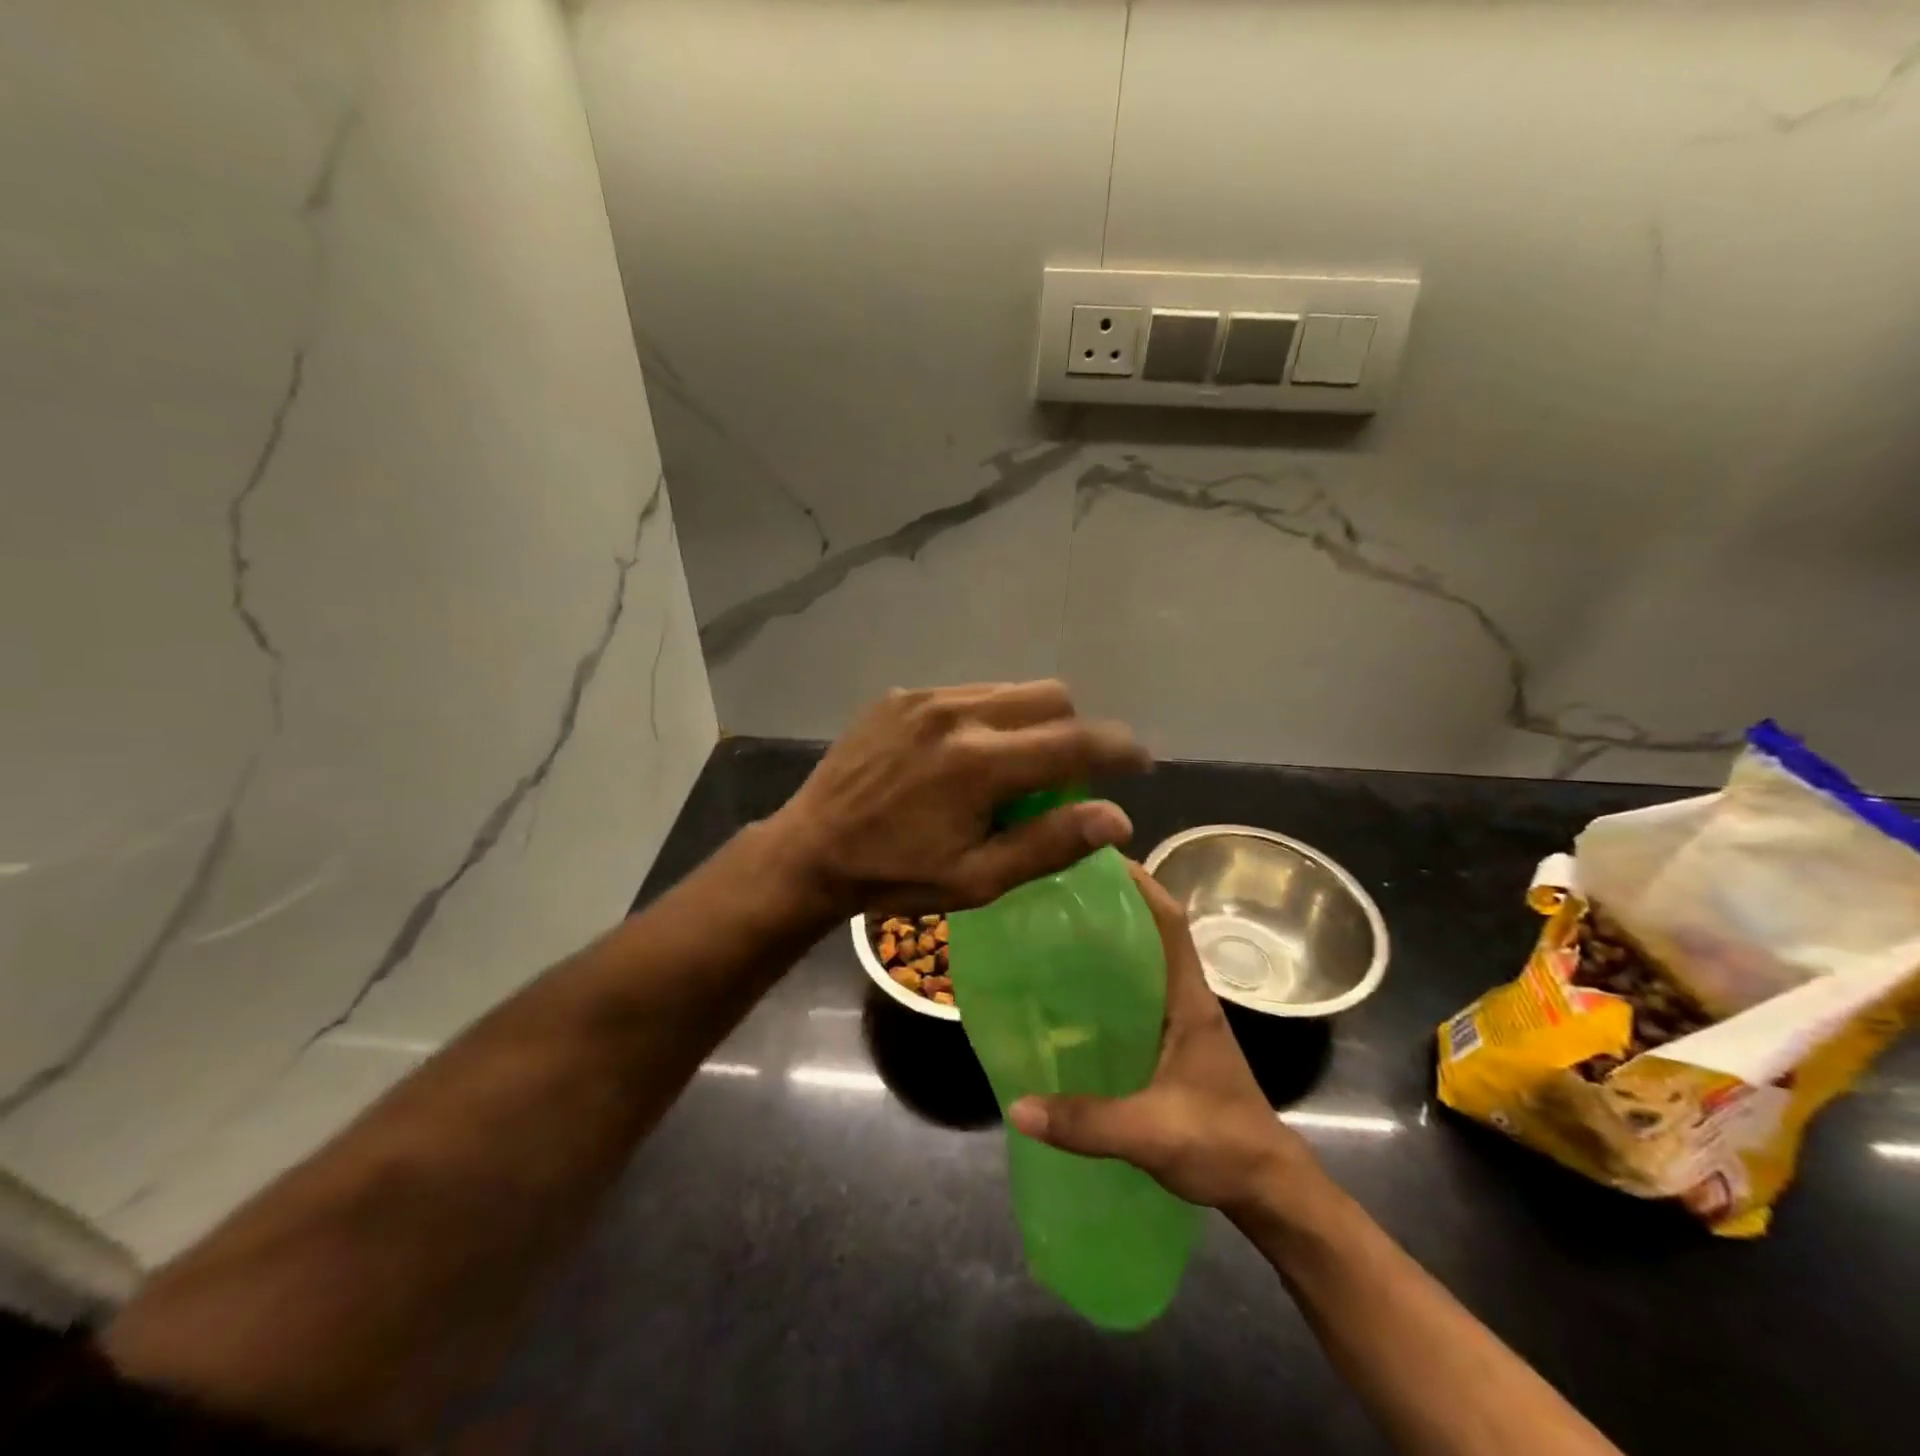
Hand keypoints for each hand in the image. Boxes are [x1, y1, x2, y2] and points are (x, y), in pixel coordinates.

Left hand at [765, 681, 1150, 915]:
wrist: (811, 848)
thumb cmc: (896, 875)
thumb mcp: (977, 879)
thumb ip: (1050, 844)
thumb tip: (1117, 819)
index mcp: (981, 764)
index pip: (1077, 742)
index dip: (1119, 749)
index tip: (1138, 762)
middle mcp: (958, 714)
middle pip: (1051, 697)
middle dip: (1073, 731)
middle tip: (1061, 773)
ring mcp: (925, 698)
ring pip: (1010, 690)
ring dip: (1029, 722)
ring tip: (1007, 765)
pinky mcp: (900, 695)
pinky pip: (967, 692)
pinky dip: (985, 717)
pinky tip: (960, 754)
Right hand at [1009, 864, 1322, 1215]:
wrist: (1270, 1191)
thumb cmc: (1223, 1146)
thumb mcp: (1152, 1133)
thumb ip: (1086, 1122)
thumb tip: (1016, 1106)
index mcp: (1189, 999)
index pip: (1169, 920)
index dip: (1138, 883)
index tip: (1094, 858)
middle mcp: (1185, 999)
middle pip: (1151, 932)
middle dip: (1111, 905)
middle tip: (1055, 892)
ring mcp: (1180, 1021)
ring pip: (1143, 963)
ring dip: (1108, 942)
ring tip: (1053, 932)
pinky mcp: (1171, 1045)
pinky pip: (1136, 996)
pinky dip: (1108, 983)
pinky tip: (1070, 997)